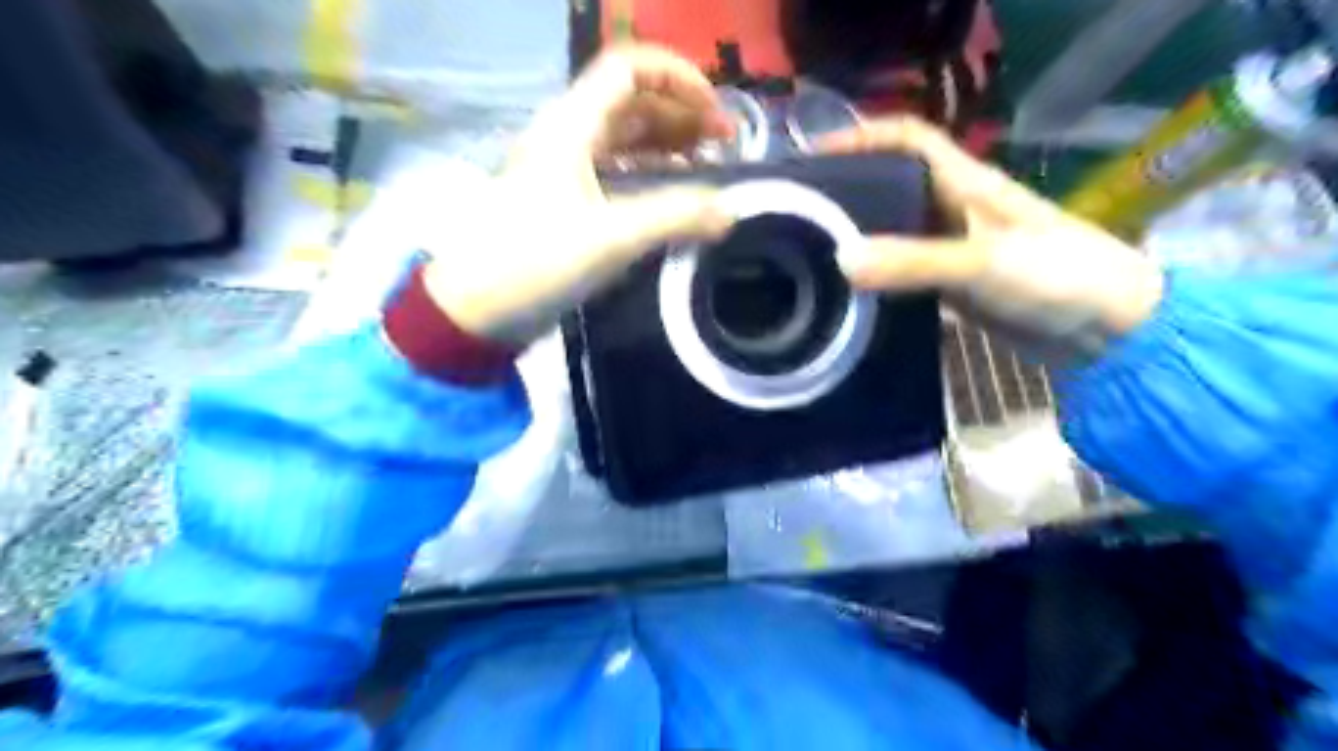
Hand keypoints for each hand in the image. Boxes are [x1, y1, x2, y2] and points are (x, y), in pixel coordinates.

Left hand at [419, 43, 736, 342]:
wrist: (475, 306)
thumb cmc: (536, 260)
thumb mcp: (611, 237)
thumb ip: (674, 217)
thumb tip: (730, 210)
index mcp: (572, 125)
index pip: (630, 69)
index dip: (680, 79)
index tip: (717, 114)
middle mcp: (570, 135)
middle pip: (634, 102)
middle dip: (684, 115)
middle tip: (726, 146)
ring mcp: (567, 168)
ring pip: (628, 138)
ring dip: (670, 146)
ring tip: (710, 168)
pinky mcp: (569, 200)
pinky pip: (618, 172)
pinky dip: (652, 176)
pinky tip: (675, 196)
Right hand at [821, 117, 1167, 356]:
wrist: (1111, 330)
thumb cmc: (1058, 276)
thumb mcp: (984, 262)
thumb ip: (914, 262)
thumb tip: (840, 260)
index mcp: (967, 183)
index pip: (911, 139)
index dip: (865, 136)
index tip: (816, 156)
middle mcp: (956, 208)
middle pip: (894, 186)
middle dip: (850, 191)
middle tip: (799, 213)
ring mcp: (955, 249)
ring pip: (898, 232)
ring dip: (861, 238)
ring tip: (812, 253)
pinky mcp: (956, 285)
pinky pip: (906, 274)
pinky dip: (879, 278)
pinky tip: (850, 293)